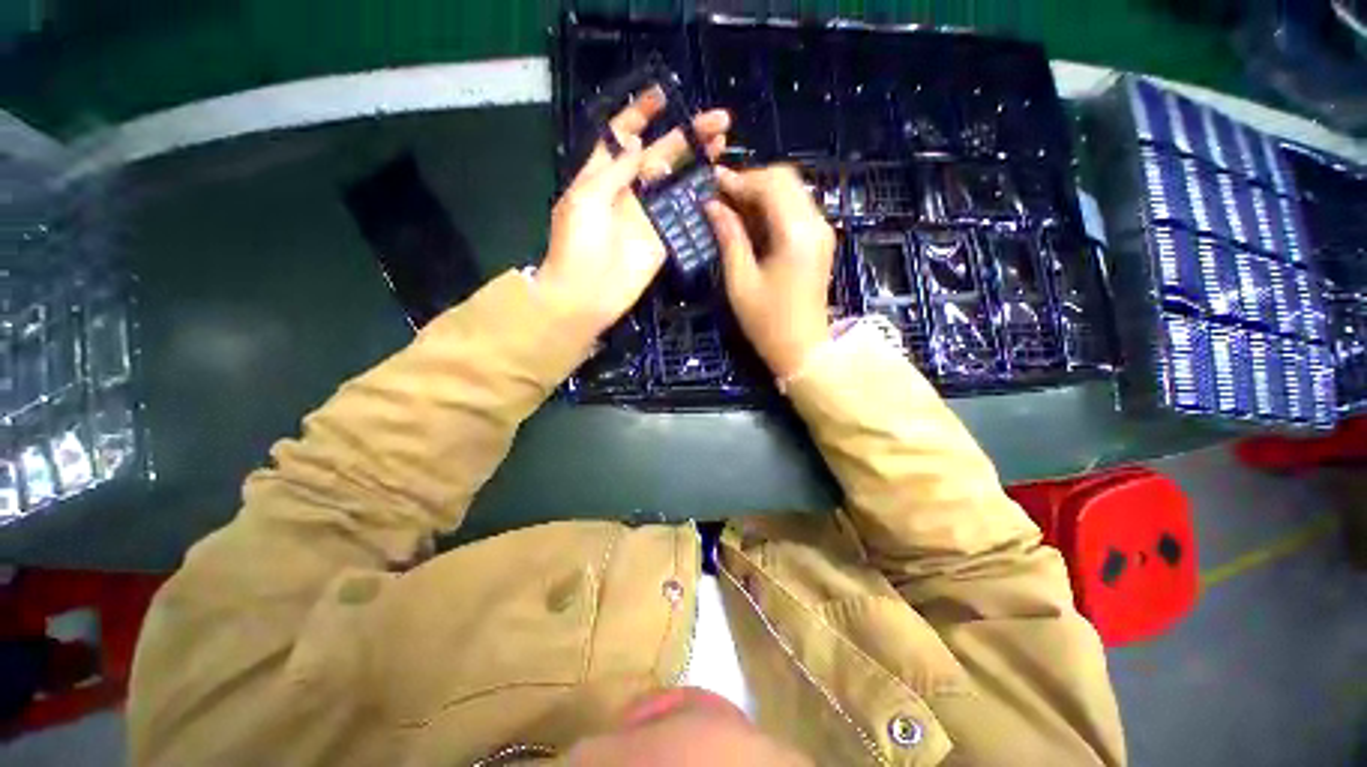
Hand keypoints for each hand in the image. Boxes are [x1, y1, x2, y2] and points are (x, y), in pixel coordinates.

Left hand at [538, 88, 729, 339]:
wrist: (586, 293)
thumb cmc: (577, 243)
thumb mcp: (586, 197)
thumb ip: (614, 170)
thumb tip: (637, 141)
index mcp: (604, 175)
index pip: (623, 137)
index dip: (640, 114)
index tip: (662, 96)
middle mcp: (629, 192)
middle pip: (660, 156)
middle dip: (686, 137)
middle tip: (718, 122)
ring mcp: (648, 217)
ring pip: (676, 184)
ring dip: (698, 165)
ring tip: (722, 146)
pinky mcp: (662, 240)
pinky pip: (682, 217)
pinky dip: (698, 202)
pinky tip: (716, 186)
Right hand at [704, 166, 835, 378]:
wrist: (803, 349)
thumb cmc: (768, 322)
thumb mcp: (740, 281)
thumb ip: (729, 237)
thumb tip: (712, 205)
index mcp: (796, 234)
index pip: (769, 185)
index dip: (738, 180)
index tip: (710, 183)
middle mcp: (815, 224)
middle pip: (784, 179)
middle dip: (750, 181)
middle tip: (720, 196)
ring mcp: (821, 231)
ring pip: (791, 190)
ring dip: (761, 193)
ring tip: (731, 207)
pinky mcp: (820, 241)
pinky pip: (796, 208)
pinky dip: (772, 207)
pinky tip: (751, 221)